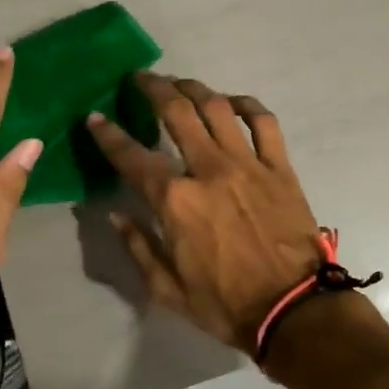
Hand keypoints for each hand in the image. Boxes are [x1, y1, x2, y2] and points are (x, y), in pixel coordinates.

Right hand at [87, 73, 322, 356]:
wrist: (292, 309)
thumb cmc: (225, 304)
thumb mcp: (167, 289)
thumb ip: (139, 247)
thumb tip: (117, 216)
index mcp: (176, 200)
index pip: (132, 157)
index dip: (108, 134)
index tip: (95, 117)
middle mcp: (209, 170)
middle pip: (177, 112)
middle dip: (153, 88)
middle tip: (141, 79)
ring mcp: (248, 164)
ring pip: (218, 108)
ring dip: (195, 89)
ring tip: (180, 83)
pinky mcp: (279, 167)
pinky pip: (264, 122)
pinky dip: (247, 105)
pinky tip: (232, 101)